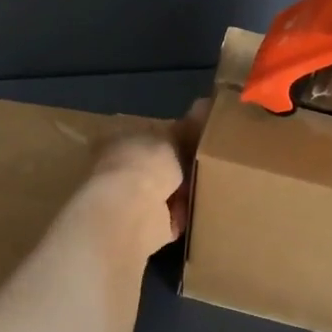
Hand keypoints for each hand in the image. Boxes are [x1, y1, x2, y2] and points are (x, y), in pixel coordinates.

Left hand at [82, 99, 210, 258]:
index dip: (172, 134)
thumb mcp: (172, 135)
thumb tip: (204, 104)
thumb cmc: (145, 162)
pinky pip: (172, 218)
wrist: (131, 213)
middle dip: (180, 165)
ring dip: (184, 191)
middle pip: (157, 164)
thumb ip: (188, 127)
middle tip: (211, 160)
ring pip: (165, 191)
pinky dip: (185, 214)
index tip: (197, 135)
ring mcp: (130, 200)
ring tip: (214, 183)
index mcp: (118, 140)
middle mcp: (120, 169)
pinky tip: (205, 206)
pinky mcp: (144, 227)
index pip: (146, 133)